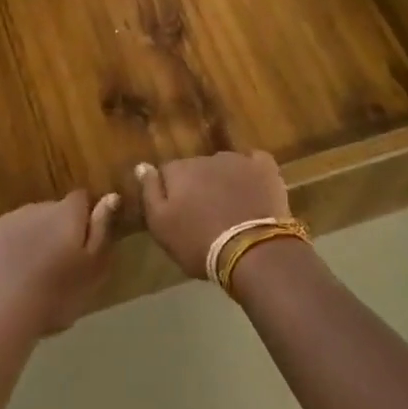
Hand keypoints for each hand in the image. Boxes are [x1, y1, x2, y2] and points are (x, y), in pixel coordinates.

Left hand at [0, 190, 119, 336]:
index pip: (81, 199)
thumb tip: (111, 196)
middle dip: (53, 232)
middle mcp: (35, 207)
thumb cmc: (54, 296)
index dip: (84, 218)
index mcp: (66, 214)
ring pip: (22, 225)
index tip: (83, 245)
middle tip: (55, 269)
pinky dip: (0, 251)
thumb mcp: (92, 270)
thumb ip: (102, 231)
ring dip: (27, 241)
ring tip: (26, 279)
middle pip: (50, 212)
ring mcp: (4, 219)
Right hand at [136, 152, 290, 279]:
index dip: (172, 192)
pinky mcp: (265, 169)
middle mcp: (207, 158)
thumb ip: (149, 193)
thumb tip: (142, 166)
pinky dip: (252, 173)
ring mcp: (238, 160)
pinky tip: (254, 189)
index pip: (168, 172)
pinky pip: (255, 163)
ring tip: (232, 207)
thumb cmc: (199, 243)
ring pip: (224, 165)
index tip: (179, 212)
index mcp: (180, 171)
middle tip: (206, 214)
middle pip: (197, 168)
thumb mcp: (161, 226)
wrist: (251, 250)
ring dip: (224, 180)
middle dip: (199, 185)